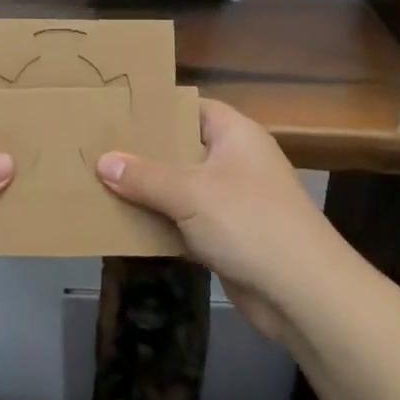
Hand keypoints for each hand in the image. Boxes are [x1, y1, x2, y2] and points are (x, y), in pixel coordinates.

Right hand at [97, 99, 341, 342]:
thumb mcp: (190, 193)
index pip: (191, 107)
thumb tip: (102, 161)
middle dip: (143, 153)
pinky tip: (123, 224)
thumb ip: (144, 176)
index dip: (157, 108)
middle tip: (97, 149)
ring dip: (147, 191)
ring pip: (180, 188)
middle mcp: (235, 160)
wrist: (302, 292)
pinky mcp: (227, 236)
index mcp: (235, 134)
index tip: (115, 112)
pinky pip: (185, 221)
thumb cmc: (249, 222)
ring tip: (100, 184)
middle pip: (182, 148)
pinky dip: (160, 223)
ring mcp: (232, 200)